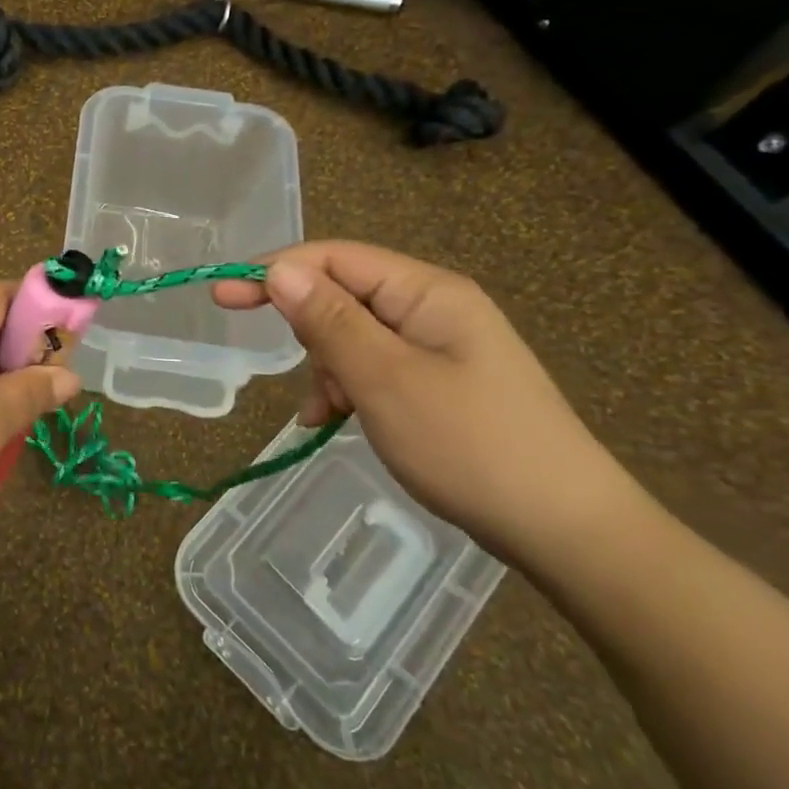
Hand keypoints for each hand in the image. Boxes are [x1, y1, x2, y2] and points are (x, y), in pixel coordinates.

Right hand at [213, 241, 644, 568]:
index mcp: (427, 292)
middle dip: (310, 330)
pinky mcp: (439, 384)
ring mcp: (440, 348)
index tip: (223, 298)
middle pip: (344, 295)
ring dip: (329, 368)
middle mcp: (433, 309)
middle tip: (293, 369)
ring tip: (331, 411)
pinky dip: (347, 390)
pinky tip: (332, 421)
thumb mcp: (385, 380)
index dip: (275, 272)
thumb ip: (329, 321)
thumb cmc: (470, 445)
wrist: (565, 530)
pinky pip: (374, 369)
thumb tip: (278, 270)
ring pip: (354, 337)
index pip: (335, 258)